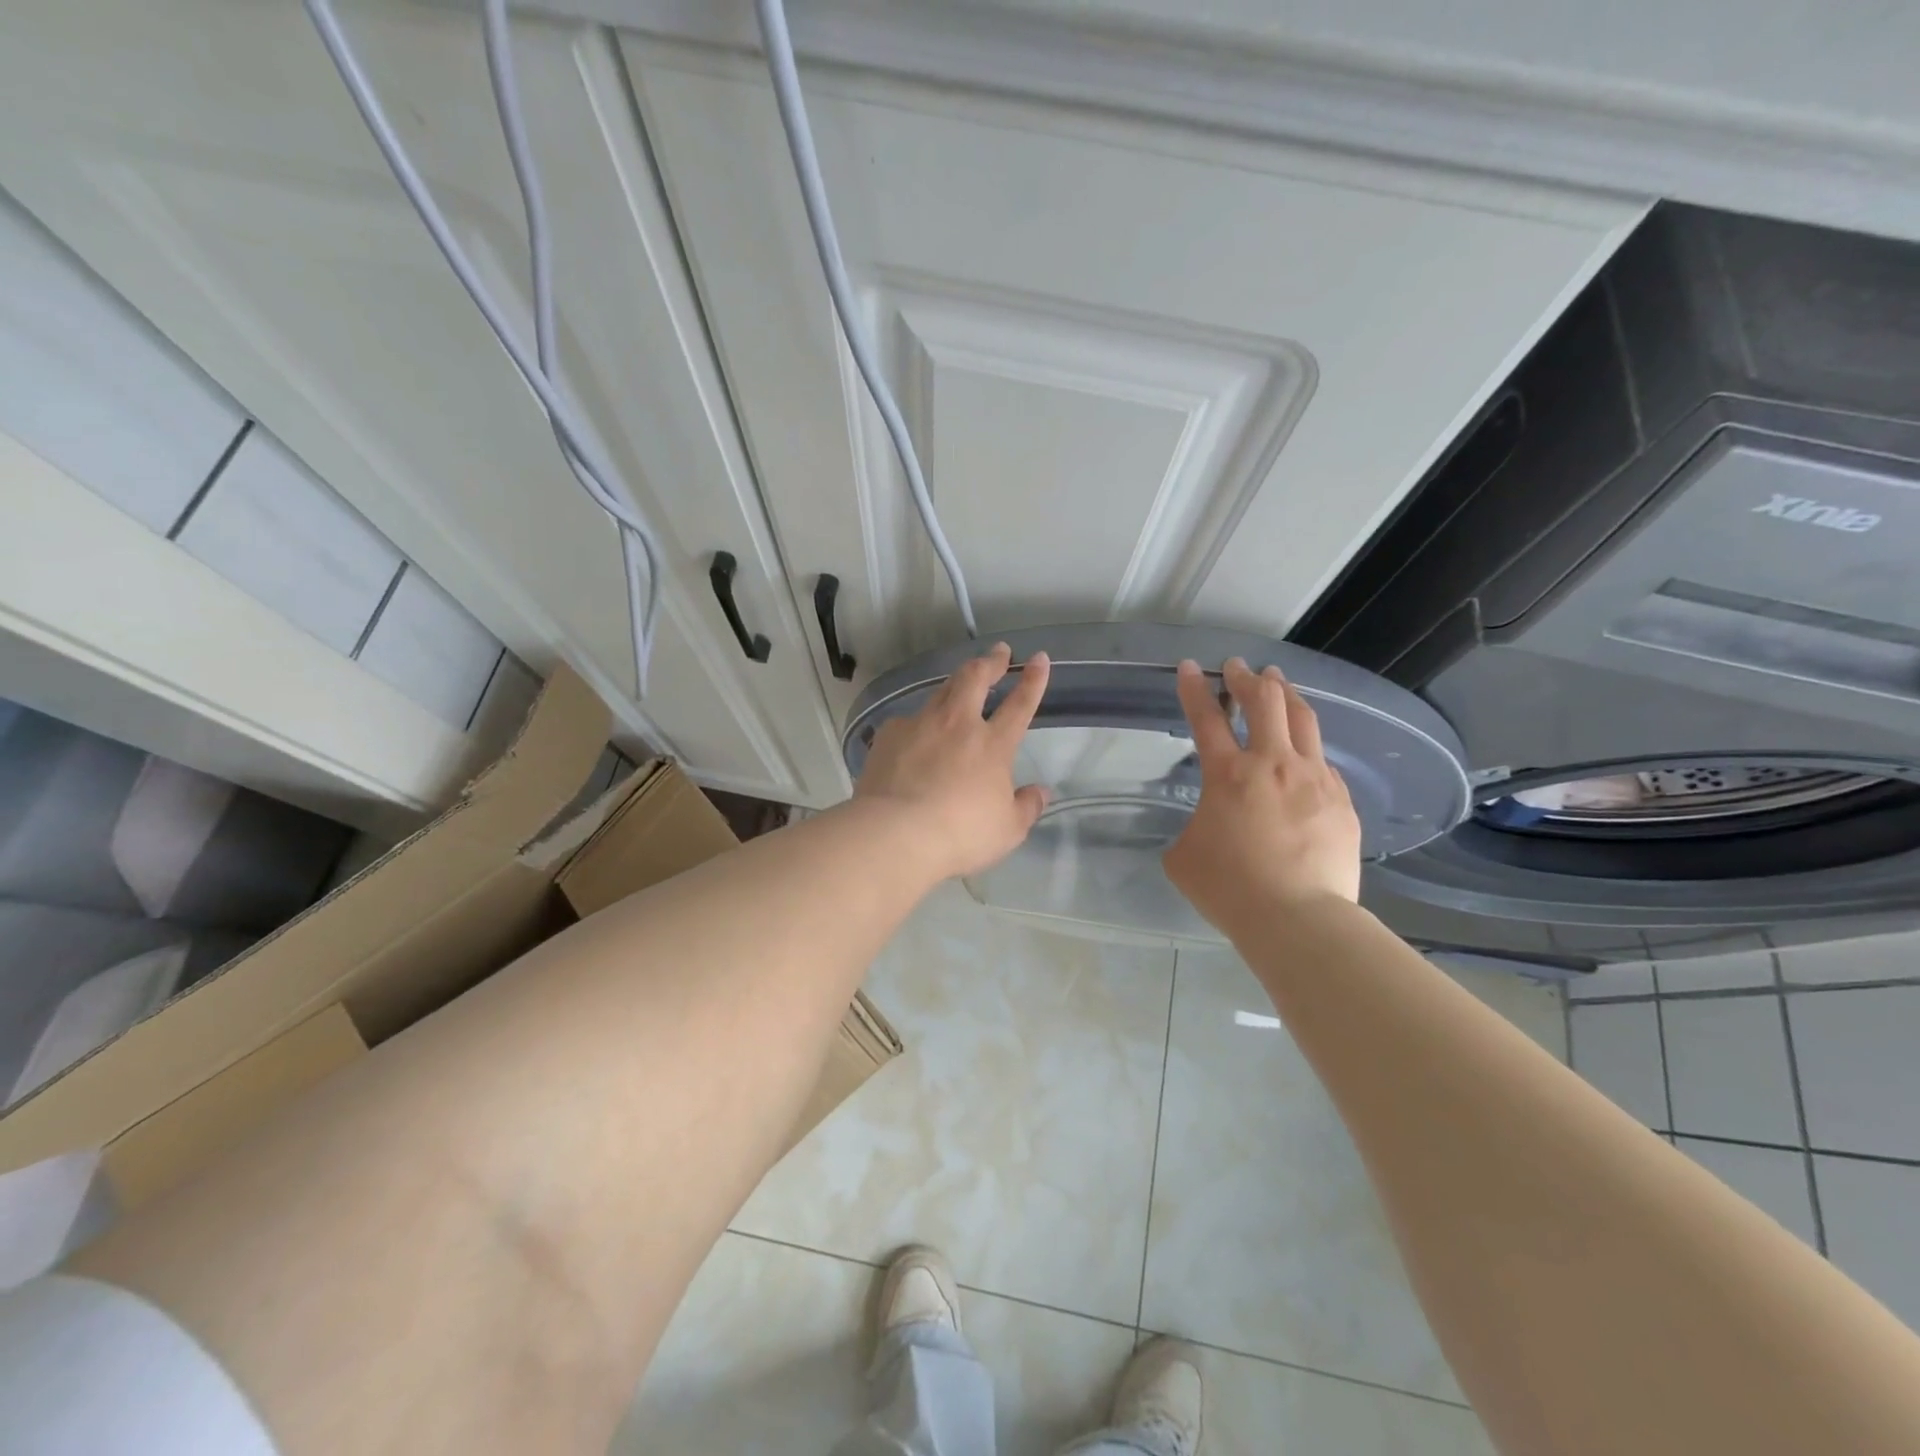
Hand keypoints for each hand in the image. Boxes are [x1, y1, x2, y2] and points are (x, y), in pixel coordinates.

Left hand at [853, 642, 1051, 879]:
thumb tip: (1041, 792)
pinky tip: (915, 734)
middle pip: (975, 679)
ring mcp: (920, 725)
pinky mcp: (889, 736)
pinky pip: (908, 720)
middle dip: (991, 662)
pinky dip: (919, 722)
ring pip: (941, 691)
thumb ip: (1026, 807)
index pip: (1020, 704)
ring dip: (956, 682)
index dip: (1032, 680)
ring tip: (961, 681)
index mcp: (993, 744)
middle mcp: (958, 724)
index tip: (1039, 658)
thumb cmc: (960, 834)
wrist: (896, 833)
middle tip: (999, 651)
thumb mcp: (1007, 830)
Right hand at [1163, 657, 1360, 932]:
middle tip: (1238, 667)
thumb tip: (1207, 826)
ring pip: (1304, 720)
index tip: (1189, 667)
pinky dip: (1308, 746)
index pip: (1206, 718)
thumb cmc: (1230, 889)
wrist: (1298, 918)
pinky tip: (1305, 752)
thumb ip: (1192, 829)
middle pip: (1265, 702)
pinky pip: (1324, 761)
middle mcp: (1273, 764)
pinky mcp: (1341, 801)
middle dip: (1247, 678)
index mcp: (1228, 775)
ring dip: (1286, 695)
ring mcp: (1314, 779)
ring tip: (1278, 682)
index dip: (1194, 689)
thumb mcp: (1184, 857)